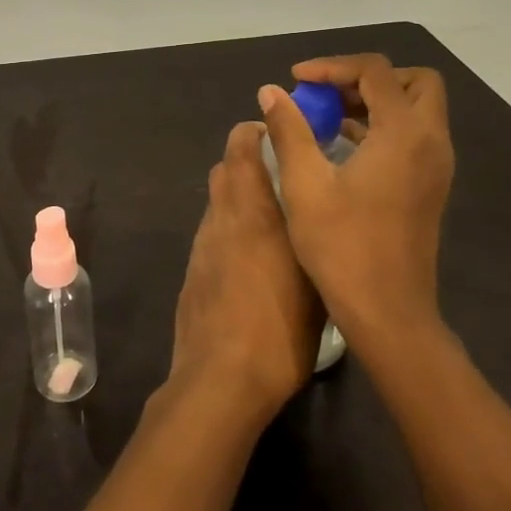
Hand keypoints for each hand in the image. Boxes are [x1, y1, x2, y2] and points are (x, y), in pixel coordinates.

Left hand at [170, 121, 324, 421]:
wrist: (221, 378)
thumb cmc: (281, 329)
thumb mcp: (317, 284)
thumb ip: (313, 241)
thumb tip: (319, 221)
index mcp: (253, 211)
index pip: (240, 146)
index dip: (254, 132)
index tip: (278, 138)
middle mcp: (222, 218)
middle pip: (225, 169)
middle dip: (248, 163)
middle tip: (282, 180)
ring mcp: (201, 245)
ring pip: (217, 202)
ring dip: (238, 199)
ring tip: (271, 224)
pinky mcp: (192, 271)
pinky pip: (211, 234)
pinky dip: (228, 231)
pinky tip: (250, 262)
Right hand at [258, 54, 455, 345]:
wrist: (388, 312)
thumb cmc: (342, 246)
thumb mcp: (304, 184)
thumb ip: (289, 129)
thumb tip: (271, 92)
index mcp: (403, 133)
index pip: (375, 71)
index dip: (332, 66)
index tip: (296, 80)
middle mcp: (430, 141)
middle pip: (412, 82)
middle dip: (368, 78)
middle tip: (327, 93)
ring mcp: (436, 165)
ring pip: (416, 108)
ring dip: (375, 101)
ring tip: (327, 117)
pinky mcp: (431, 185)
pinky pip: (413, 135)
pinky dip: (383, 126)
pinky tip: (342, 146)